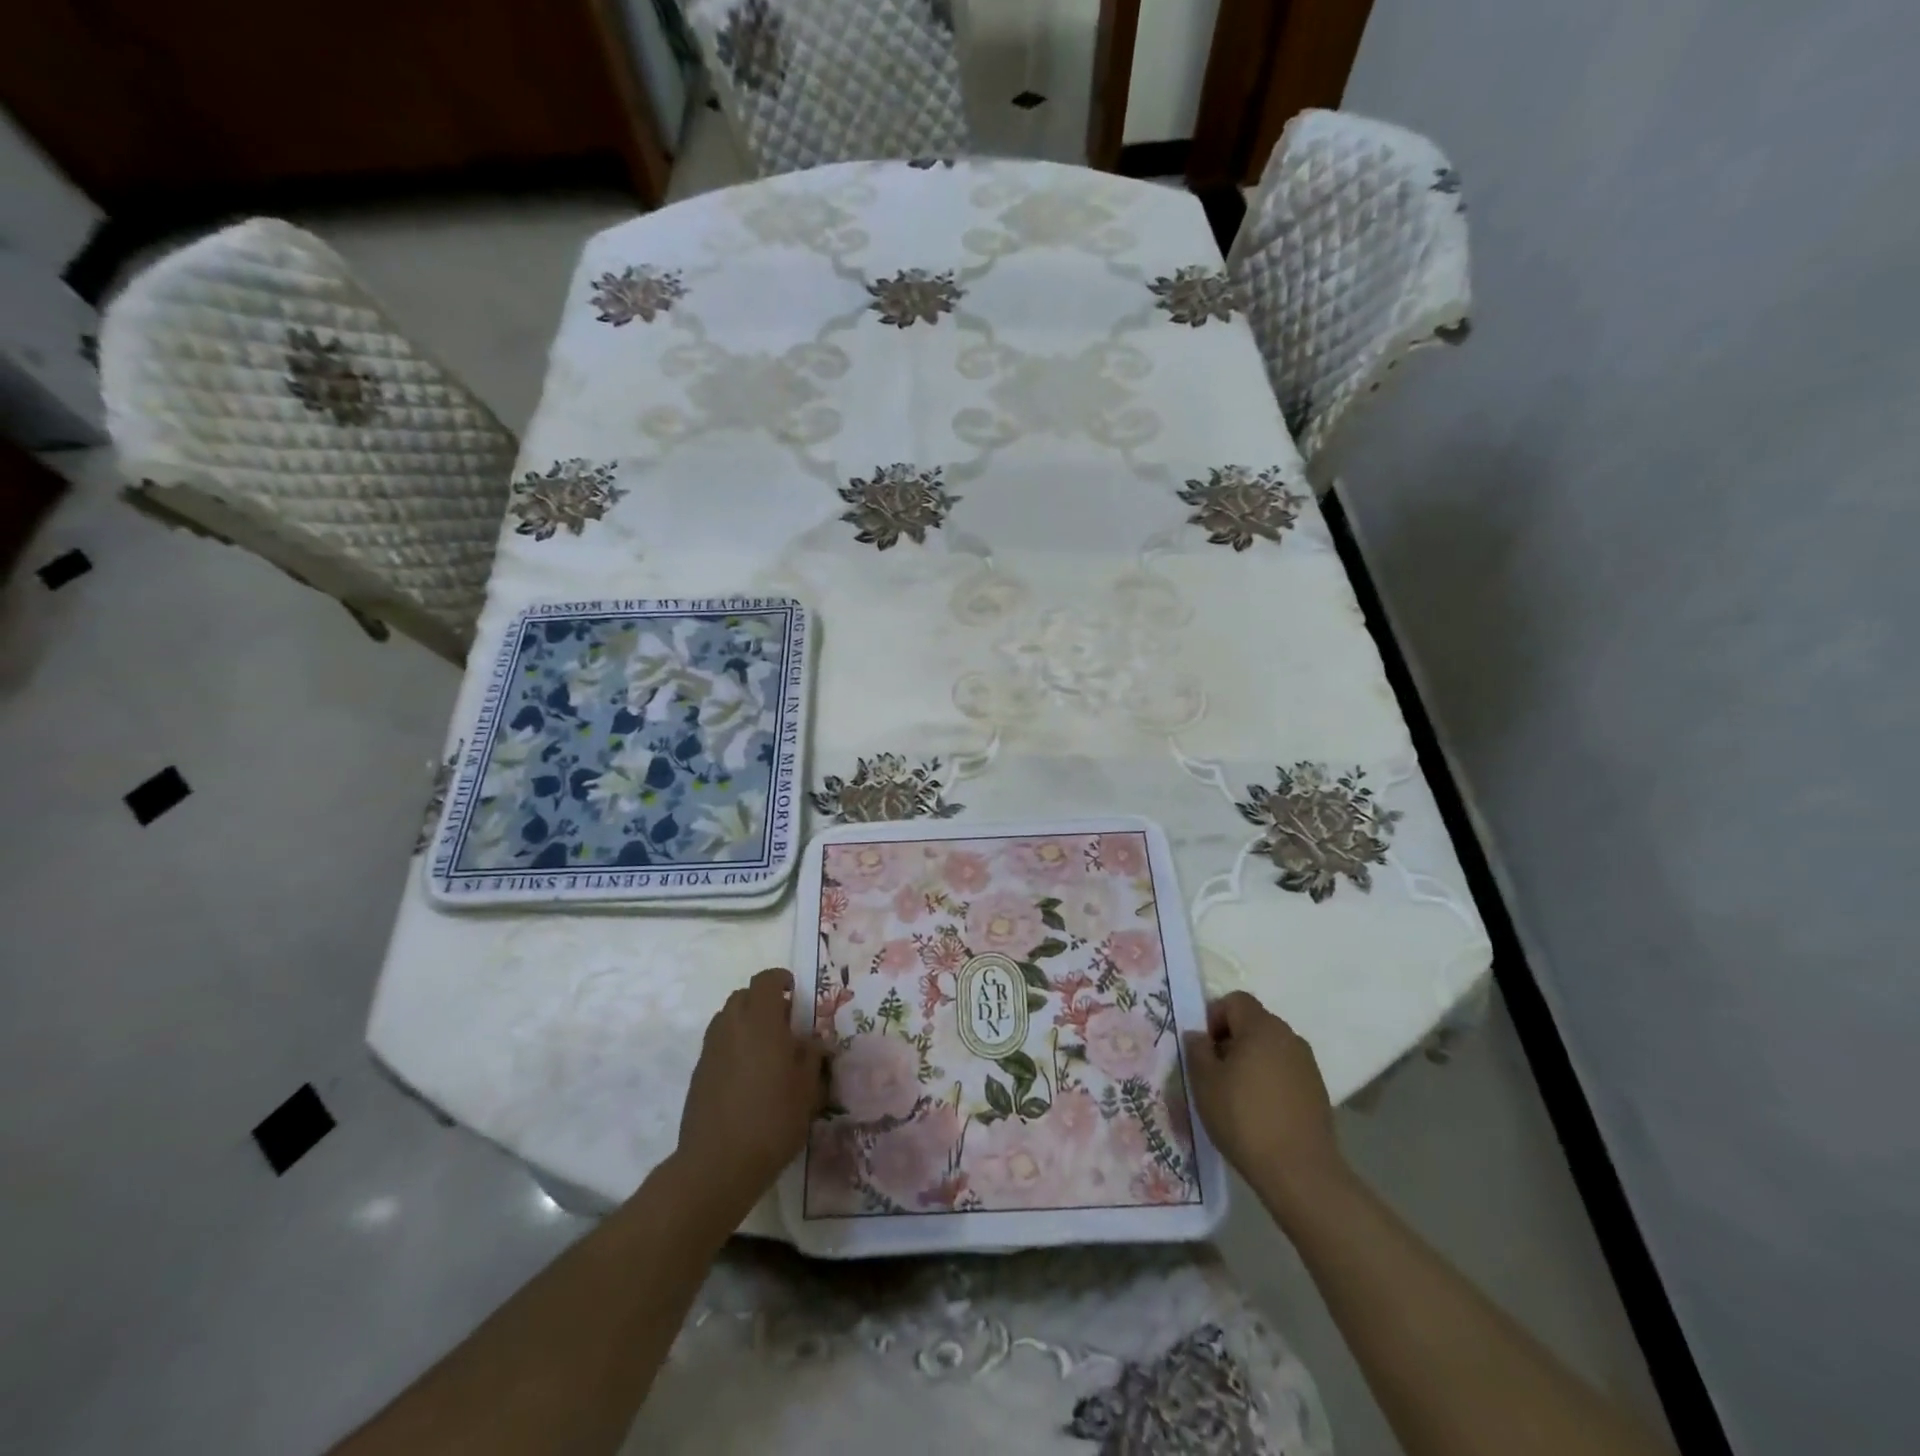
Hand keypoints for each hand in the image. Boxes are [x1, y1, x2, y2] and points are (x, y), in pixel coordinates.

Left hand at [674, 967, 826, 1222]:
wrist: (717, 1164)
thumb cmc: (772, 1119)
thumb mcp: (807, 1088)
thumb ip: (812, 1057)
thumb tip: (815, 1042)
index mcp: (761, 1021)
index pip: (766, 980)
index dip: (781, 980)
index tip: (796, 994)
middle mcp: (732, 1026)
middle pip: (743, 996)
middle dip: (763, 1002)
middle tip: (784, 1025)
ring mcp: (711, 1049)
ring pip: (728, 1019)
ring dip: (746, 1023)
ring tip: (766, 1051)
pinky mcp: (698, 1073)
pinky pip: (718, 1044)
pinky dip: (733, 1046)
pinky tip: (748, 1076)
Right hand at [1184, 991, 1348, 1216]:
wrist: (1300, 1173)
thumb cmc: (1244, 1118)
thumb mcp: (1205, 1082)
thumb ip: (1197, 1050)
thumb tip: (1199, 1036)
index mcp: (1262, 1027)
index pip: (1235, 1000)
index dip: (1214, 1017)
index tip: (1205, 1050)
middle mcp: (1289, 1037)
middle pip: (1253, 1023)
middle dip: (1231, 1040)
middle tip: (1215, 1073)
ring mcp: (1307, 1064)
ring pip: (1270, 1048)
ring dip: (1251, 1061)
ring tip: (1237, 1095)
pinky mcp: (1317, 1091)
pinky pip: (1285, 1071)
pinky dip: (1269, 1080)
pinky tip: (1261, 1111)